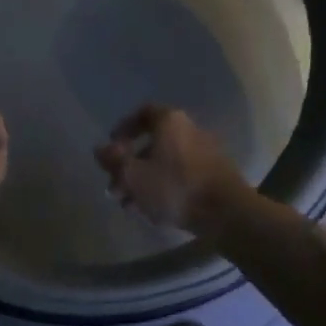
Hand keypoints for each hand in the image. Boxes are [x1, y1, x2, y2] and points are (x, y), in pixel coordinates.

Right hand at [94, 105, 250, 240]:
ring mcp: (205, 152)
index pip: (143, 113)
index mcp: (170, 122)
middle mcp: (190, 130)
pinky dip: (163, 186)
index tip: (111, 147)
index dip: (123, 128)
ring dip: (144, 180)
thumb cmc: (175, 188)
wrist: (226, 212)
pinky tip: (153, 209)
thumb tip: (99, 148)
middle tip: (115, 187)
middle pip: (152, 142)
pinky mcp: (214, 174)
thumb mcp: (134, 176)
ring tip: (129, 204)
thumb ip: (113, 160)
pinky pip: (181, 175)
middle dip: (130, 164)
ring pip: (165, 162)